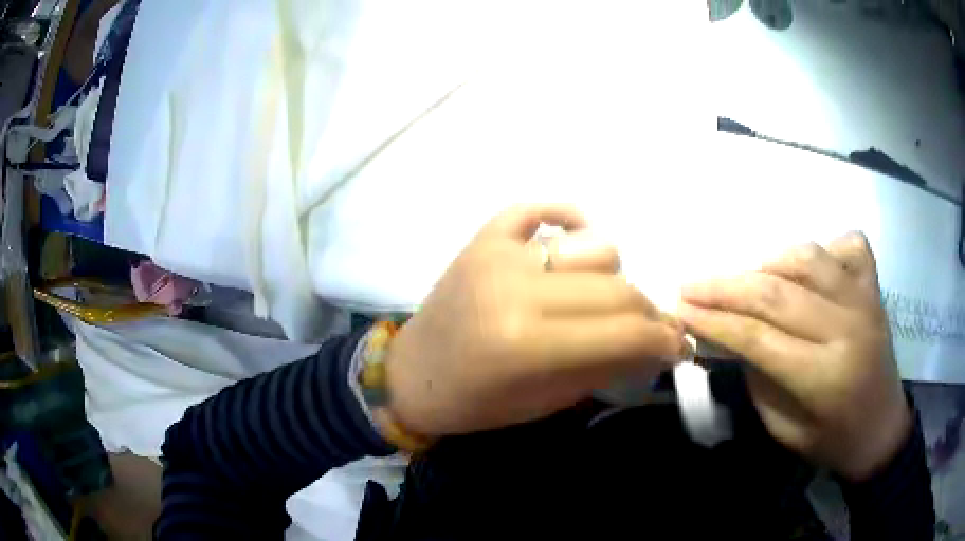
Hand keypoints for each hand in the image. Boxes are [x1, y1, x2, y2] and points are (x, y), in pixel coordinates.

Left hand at [385, 204, 689, 436]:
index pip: (625, 332)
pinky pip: (538, 209)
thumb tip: (660, 344)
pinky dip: (566, 218)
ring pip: (595, 247)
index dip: (664, 340)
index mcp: (527, 345)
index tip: (678, 346)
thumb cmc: (476, 403)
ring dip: (611, 278)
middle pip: (617, 288)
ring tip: (600, 301)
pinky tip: (573, 244)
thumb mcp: (547, 402)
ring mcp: (498, 255)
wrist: (412, 375)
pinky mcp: (484, 237)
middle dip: (646, 313)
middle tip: (647, 330)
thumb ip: (608, 367)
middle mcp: (517, 289)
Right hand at [678, 232, 910, 480]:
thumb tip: (729, 334)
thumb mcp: (783, 428)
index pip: (757, 336)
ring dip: (770, 263)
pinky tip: (811, 270)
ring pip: (808, 257)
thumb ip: (758, 377)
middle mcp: (846, 327)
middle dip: (726, 287)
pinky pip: (848, 245)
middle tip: (692, 285)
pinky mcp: (874, 286)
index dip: (714, 320)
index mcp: (823, 375)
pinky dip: (825, 248)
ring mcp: (864, 299)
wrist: (881, 429)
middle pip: (777, 293)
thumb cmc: (831, 439)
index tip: (679, 308)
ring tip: (751, 280)